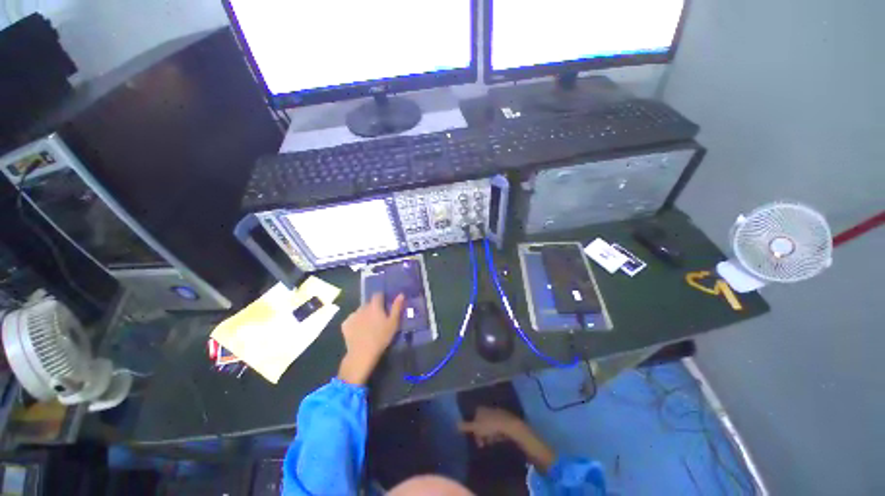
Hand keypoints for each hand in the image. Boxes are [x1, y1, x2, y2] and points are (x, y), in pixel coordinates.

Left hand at [338, 293, 404, 384]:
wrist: (362, 353)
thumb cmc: (381, 337)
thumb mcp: (393, 323)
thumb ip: (397, 307)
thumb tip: (401, 294)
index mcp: (375, 306)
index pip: (378, 295)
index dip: (381, 298)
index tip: (385, 305)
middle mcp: (362, 307)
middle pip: (369, 303)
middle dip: (373, 308)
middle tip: (378, 319)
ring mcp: (352, 315)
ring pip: (360, 311)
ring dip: (364, 315)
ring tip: (368, 326)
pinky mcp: (345, 324)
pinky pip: (352, 319)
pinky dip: (355, 322)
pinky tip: (359, 331)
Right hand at [459, 406, 555, 472]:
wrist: (512, 428)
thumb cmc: (492, 426)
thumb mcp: (477, 428)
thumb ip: (466, 426)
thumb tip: (454, 424)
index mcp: (482, 408)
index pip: (474, 415)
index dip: (473, 426)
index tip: (474, 437)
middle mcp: (490, 408)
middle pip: (482, 420)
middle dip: (481, 431)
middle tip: (481, 443)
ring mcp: (499, 414)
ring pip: (490, 425)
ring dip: (488, 434)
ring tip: (490, 443)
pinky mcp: (506, 421)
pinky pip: (498, 428)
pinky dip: (496, 434)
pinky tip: (497, 441)